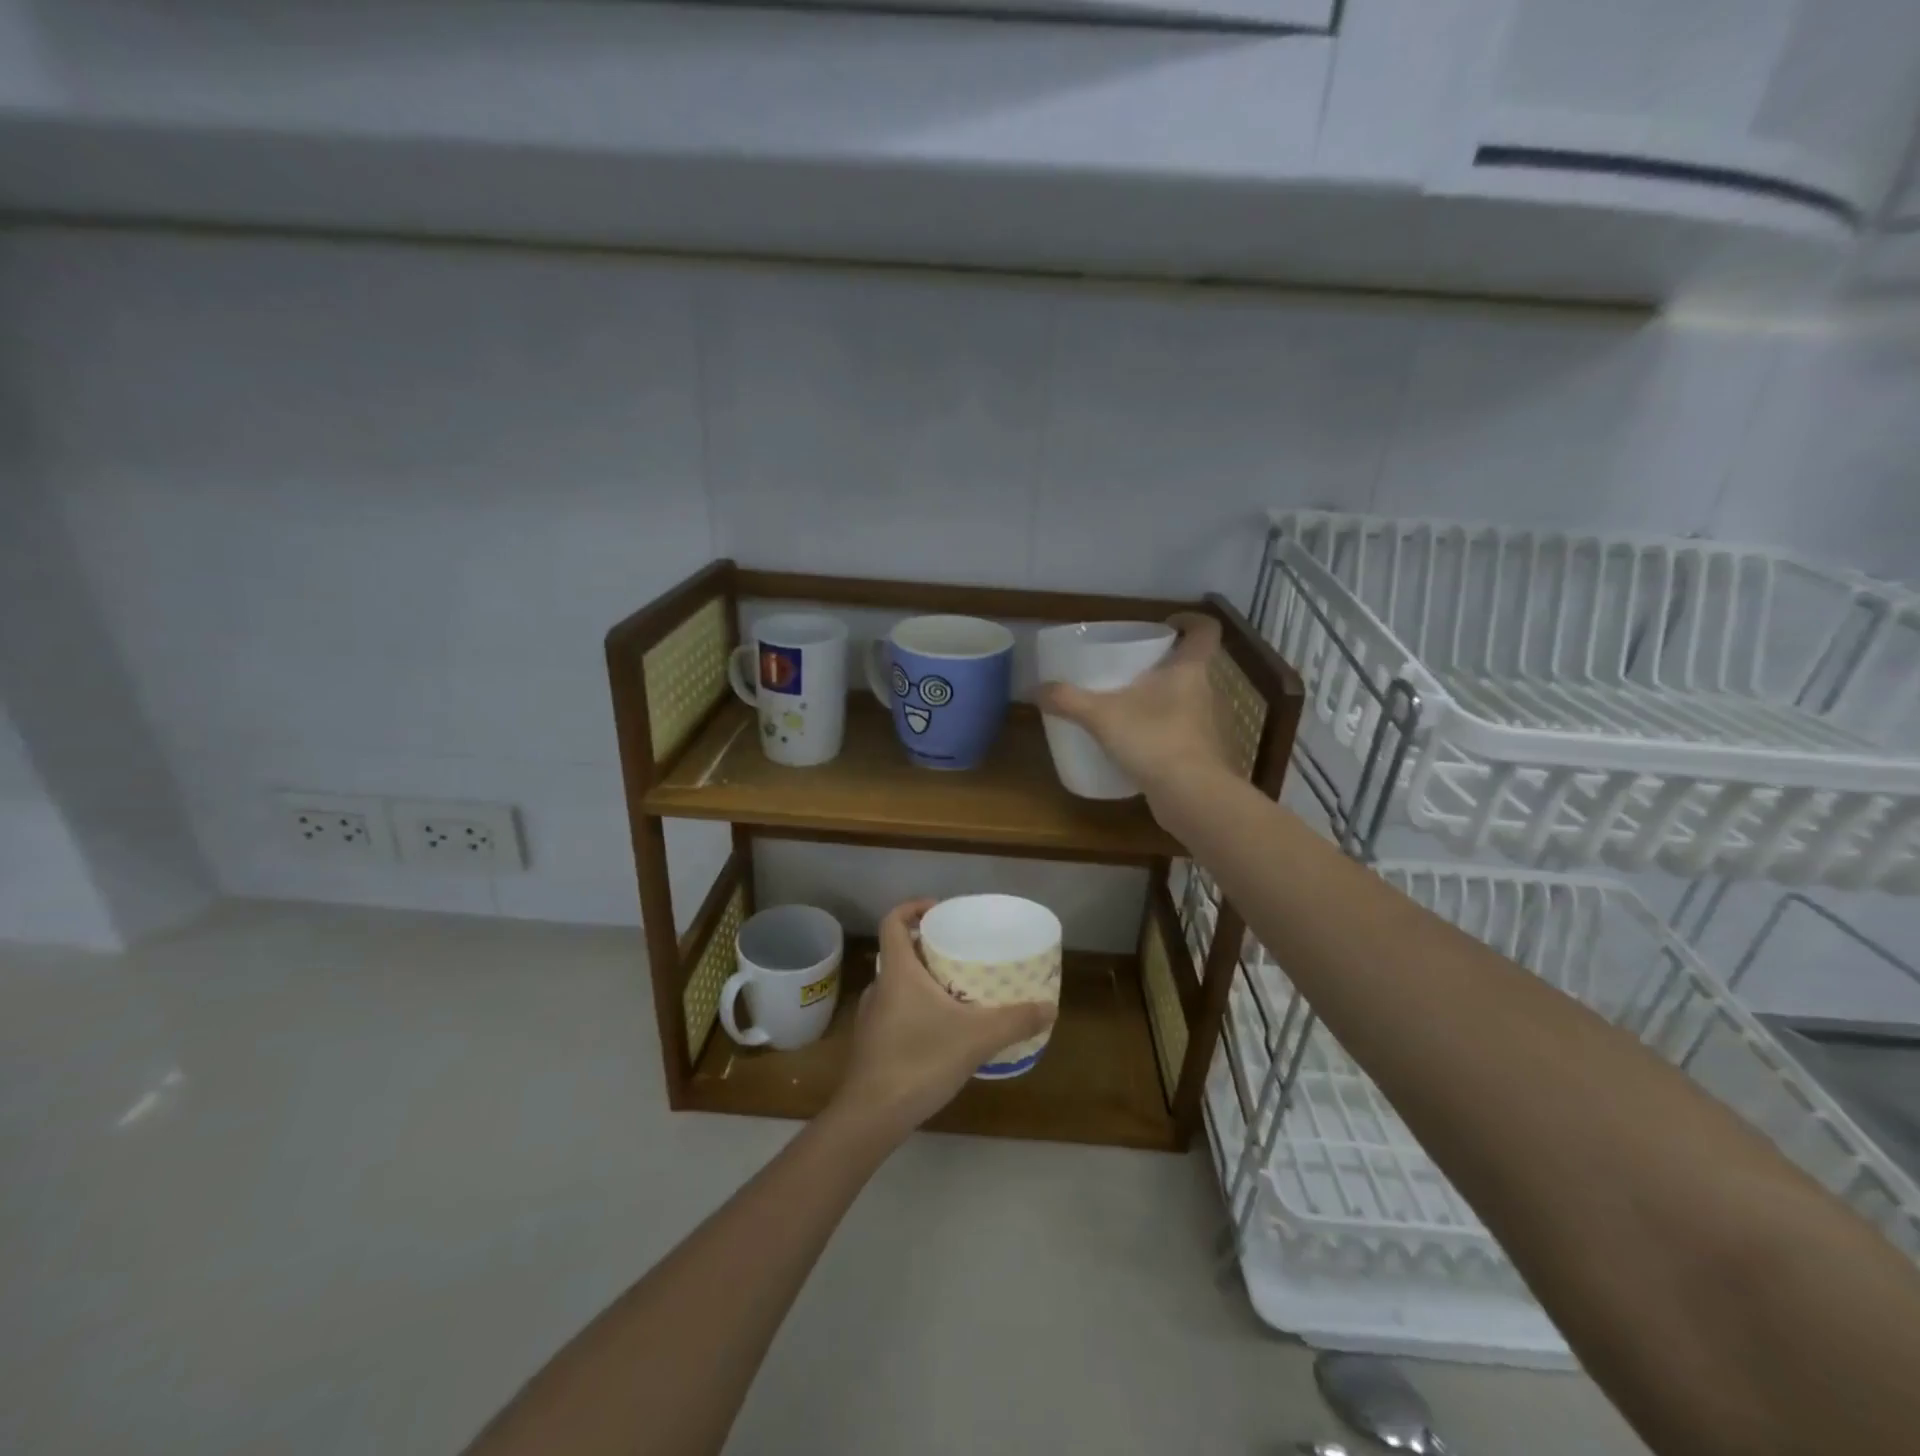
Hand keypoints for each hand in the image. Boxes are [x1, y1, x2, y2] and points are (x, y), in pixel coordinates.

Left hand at [829, 899, 1056, 1145]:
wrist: (871, 1116)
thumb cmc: (919, 1060)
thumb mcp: (976, 1038)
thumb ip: (1015, 1021)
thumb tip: (1050, 1008)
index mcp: (897, 971)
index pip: (892, 921)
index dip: (912, 908)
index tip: (938, 910)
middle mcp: (879, 987)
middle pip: (899, 953)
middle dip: (927, 948)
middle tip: (960, 953)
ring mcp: (871, 1017)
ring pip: (897, 984)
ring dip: (922, 981)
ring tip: (956, 991)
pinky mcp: (871, 1044)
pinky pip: (895, 1011)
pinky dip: (916, 1009)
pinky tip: (940, 1031)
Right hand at [1035, 612, 1229, 811]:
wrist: (1192, 796)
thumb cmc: (1154, 740)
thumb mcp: (1102, 717)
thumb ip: (1069, 700)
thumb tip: (1035, 689)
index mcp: (1189, 670)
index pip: (1205, 631)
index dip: (1191, 620)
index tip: (1168, 623)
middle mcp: (1206, 692)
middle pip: (1191, 666)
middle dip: (1165, 664)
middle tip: (1132, 668)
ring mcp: (1209, 725)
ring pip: (1188, 700)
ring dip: (1164, 699)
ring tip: (1130, 706)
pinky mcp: (1204, 755)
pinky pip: (1183, 732)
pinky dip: (1164, 731)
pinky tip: (1138, 744)